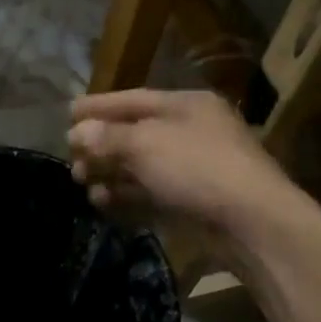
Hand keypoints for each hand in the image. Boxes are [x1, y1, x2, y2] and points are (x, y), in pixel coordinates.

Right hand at [68, 89, 306, 240]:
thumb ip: (108, 136)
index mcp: (186, 105)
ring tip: (81, 181)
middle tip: (71, 156)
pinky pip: (151, 192)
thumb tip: (78, 131)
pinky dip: (126, 194)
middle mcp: (191, 131)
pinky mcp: (194, 201)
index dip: (99, 105)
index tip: (68, 113)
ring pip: (142, 165)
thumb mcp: (146, 143)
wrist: (252, 222)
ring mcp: (194, 168)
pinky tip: (102, 200)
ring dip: (109, 171)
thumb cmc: (197, 167)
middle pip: (136, 132)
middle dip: (101, 143)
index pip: (133, 99)